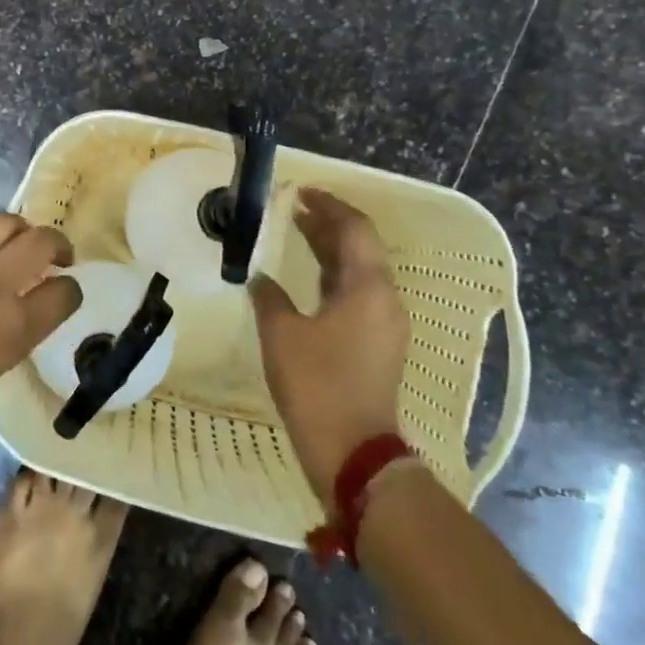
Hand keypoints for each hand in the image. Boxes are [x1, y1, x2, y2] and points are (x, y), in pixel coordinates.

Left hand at [0, 212, 79, 446]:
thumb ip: (4, 341)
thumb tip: (9, 320)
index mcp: (12, 330)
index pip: (64, 294)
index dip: (70, 291)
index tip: (63, 292)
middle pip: (42, 241)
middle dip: (56, 244)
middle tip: (52, 255)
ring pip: (2, 222)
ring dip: (15, 232)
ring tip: (9, 244)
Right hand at [249, 188, 411, 499]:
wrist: (353, 451)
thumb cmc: (317, 384)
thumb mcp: (281, 334)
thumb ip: (269, 297)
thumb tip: (259, 278)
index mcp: (368, 288)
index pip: (355, 229)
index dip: (329, 206)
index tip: (301, 193)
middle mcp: (385, 299)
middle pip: (361, 247)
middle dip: (329, 224)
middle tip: (294, 209)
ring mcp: (385, 324)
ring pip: (359, 272)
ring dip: (331, 250)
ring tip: (297, 233)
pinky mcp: (377, 344)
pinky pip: (357, 294)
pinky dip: (333, 276)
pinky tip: (307, 280)